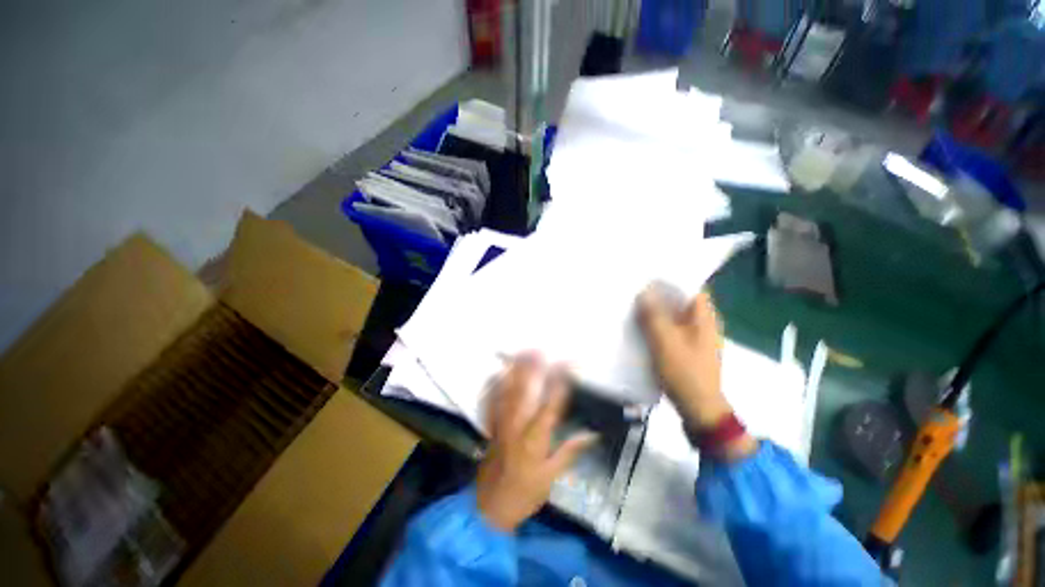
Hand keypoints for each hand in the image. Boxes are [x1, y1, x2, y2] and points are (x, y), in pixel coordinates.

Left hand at [476, 354, 597, 531]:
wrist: (491, 506)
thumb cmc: (525, 493)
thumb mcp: (552, 478)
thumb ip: (570, 452)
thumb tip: (592, 434)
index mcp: (535, 439)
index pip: (550, 404)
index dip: (560, 383)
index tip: (569, 366)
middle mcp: (517, 426)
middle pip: (524, 391)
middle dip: (532, 368)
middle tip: (540, 349)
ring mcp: (500, 424)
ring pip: (506, 391)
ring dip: (514, 370)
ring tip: (520, 353)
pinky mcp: (491, 426)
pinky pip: (490, 401)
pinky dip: (493, 385)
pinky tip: (497, 372)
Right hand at [638, 288, 755, 460]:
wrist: (699, 408)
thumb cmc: (685, 373)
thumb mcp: (665, 342)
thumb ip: (654, 317)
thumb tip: (644, 293)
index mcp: (704, 318)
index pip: (690, 287)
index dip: (671, 280)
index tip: (648, 276)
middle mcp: (702, 324)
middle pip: (680, 302)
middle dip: (659, 295)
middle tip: (635, 289)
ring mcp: (695, 337)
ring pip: (673, 316)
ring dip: (657, 311)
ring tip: (634, 304)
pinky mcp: (686, 349)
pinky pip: (670, 330)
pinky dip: (657, 325)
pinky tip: (640, 326)